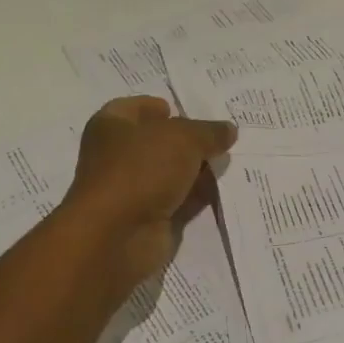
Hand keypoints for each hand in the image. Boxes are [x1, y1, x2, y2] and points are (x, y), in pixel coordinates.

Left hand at [61, 96, 236, 285]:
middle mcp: (118, 156)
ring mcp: (133, 190)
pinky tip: (225, 189)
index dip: (159, 107)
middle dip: (188, 140)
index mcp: (111, 126)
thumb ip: (208, 132)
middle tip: (221, 137)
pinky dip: (199, 196)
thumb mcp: (183, 138)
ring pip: (171, 173)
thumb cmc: (141, 169)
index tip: (185, 110)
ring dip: (197, 170)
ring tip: (231, 160)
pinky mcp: (150, 218)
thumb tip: (228, 130)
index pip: (135, 107)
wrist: (118, 235)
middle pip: (157, 142)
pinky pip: (180, 201)